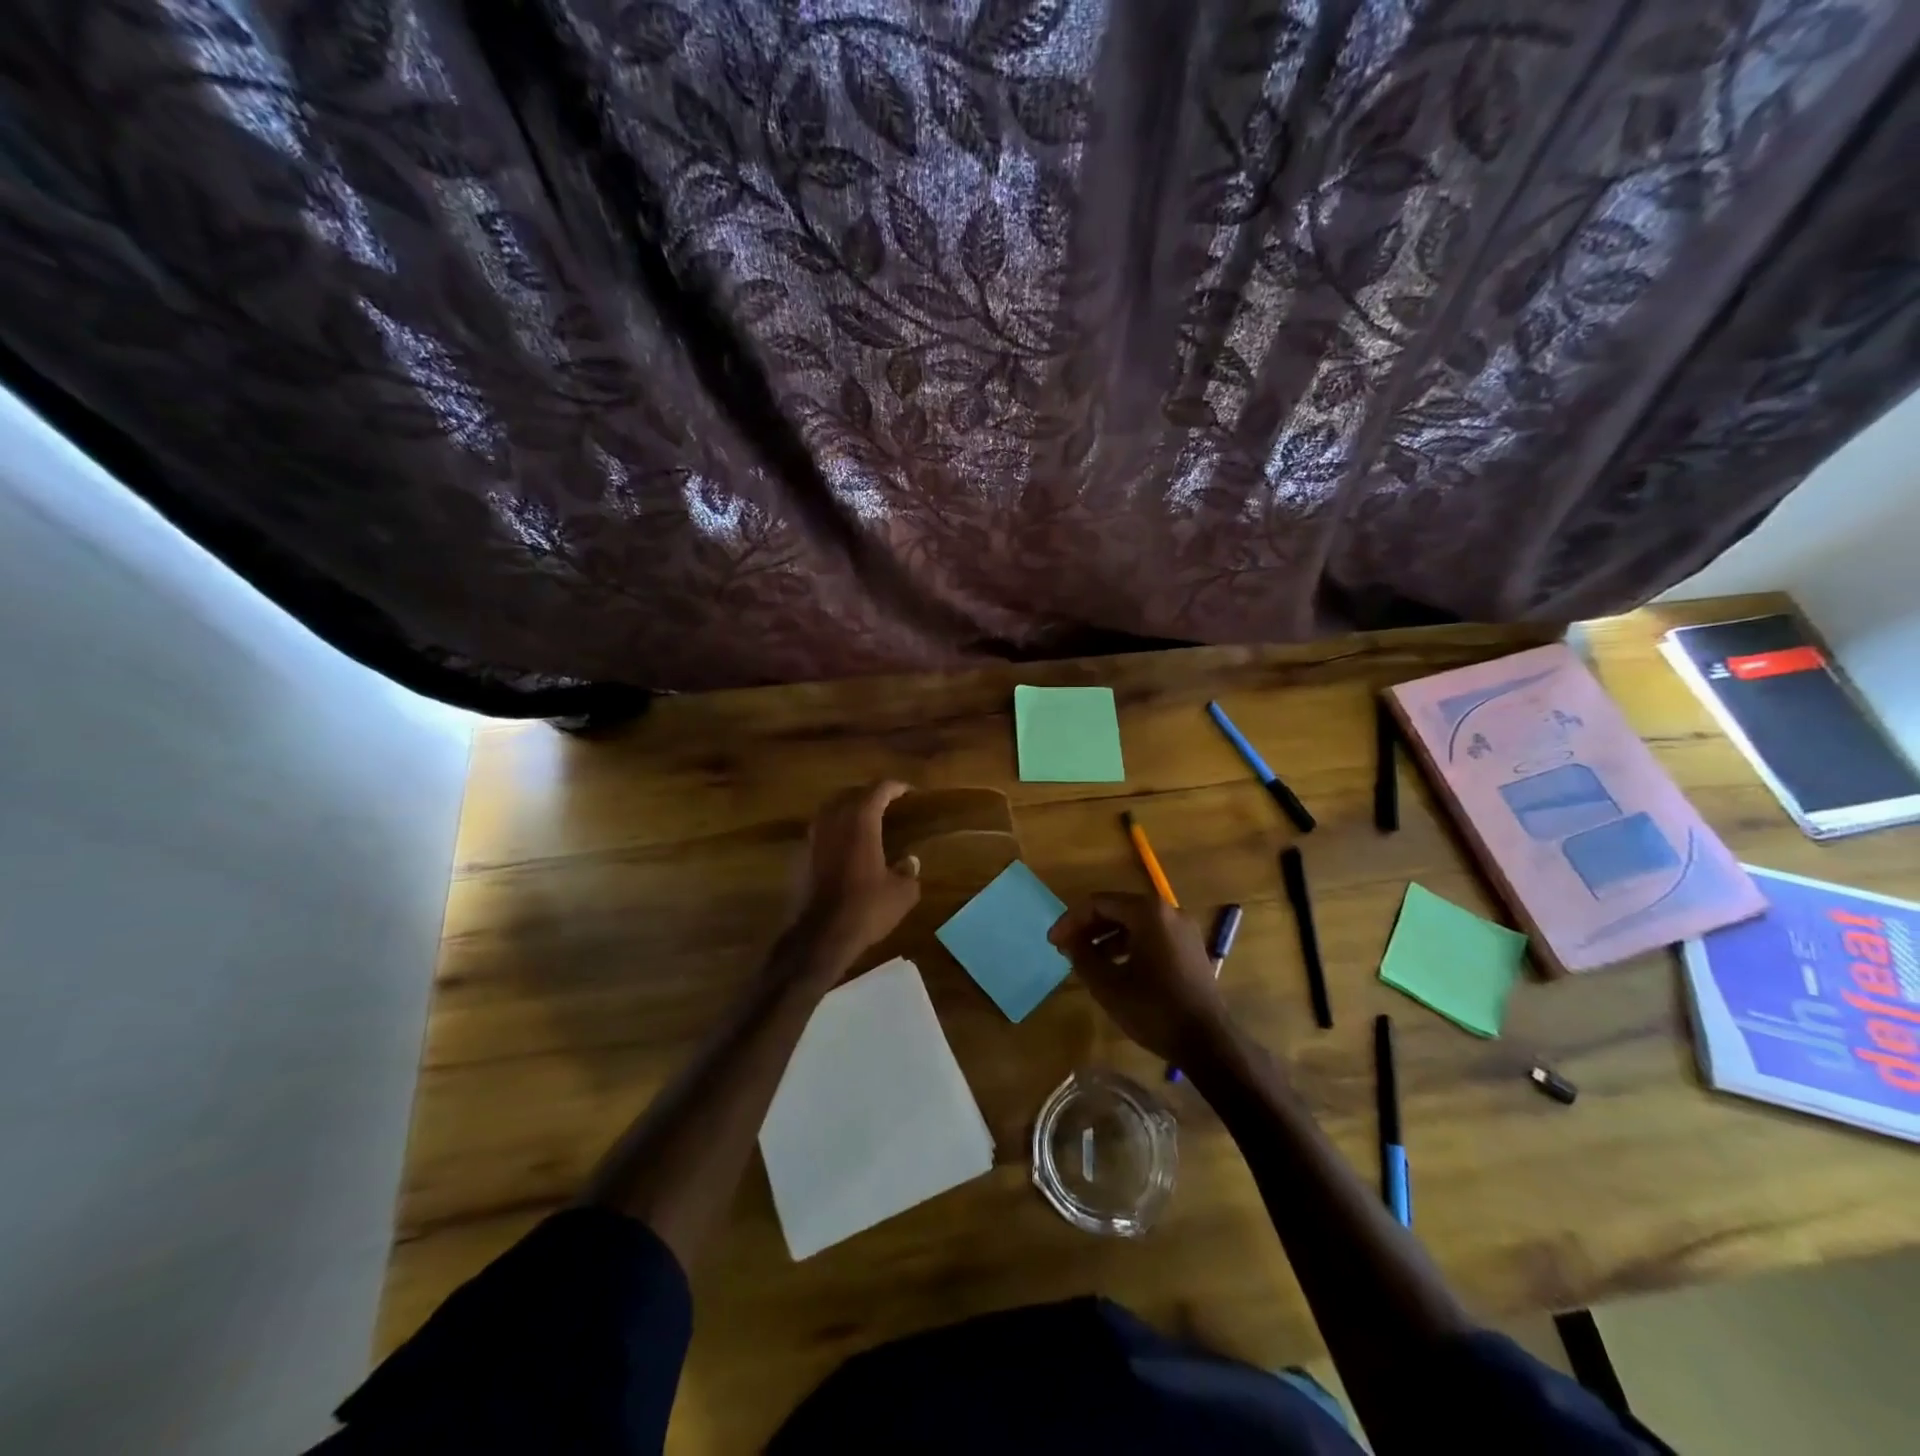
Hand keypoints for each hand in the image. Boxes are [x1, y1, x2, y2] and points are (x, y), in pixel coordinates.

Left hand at [794, 781, 921, 965]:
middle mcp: (833, 820)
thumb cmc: (866, 908)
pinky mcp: (799, 856)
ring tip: (864, 820)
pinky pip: (820, 831)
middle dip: (870, 795)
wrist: (820, 936)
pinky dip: (834, 831)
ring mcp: (812, 837)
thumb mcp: (902, 893)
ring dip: (848, 809)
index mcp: (860, 821)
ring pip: (830, 809)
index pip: (878, 790)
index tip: (909, 792)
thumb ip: (908, 871)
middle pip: (851, 794)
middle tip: (887, 803)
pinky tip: (844, 846)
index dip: (895, 787)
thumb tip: (910, 861)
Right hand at [1049, 892, 1234, 1063]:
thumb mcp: (1108, 985)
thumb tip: (1069, 941)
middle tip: (1066, 948)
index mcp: (1148, 912)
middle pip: (1118, 909)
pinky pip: (1151, 936)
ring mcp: (1182, 929)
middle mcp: (1168, 911)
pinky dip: (1128, 945)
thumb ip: (1082, 956)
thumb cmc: (1154, 1009)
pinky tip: (1114, 968)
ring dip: (1106, 937)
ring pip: (1134, 923)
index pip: (1099, 903)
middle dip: (1088, 927)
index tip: (1053, 942)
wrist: (1208, 1041)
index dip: (1071, 920)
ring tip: (1086, 960)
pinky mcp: (1189, 948)